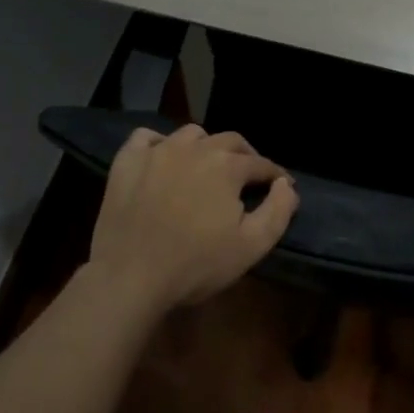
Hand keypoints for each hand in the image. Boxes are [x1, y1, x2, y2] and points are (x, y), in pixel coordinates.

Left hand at [87, 124, 298, 316]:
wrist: (130, 277)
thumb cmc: (196, 265)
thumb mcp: (252, 246)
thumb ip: (278, 211)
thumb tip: (286, 185)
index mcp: (228, 166)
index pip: (261, 164)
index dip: (275, 175)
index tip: (280, 187)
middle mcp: (196, 148)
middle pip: (230, 141)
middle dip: (245, 156)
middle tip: (247, 178)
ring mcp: (158, 151)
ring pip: (191, 135)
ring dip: (205, 147)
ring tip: (206, 168)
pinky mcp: (127, 161)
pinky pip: (146, 138)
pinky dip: (159, 144)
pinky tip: (162, 160)